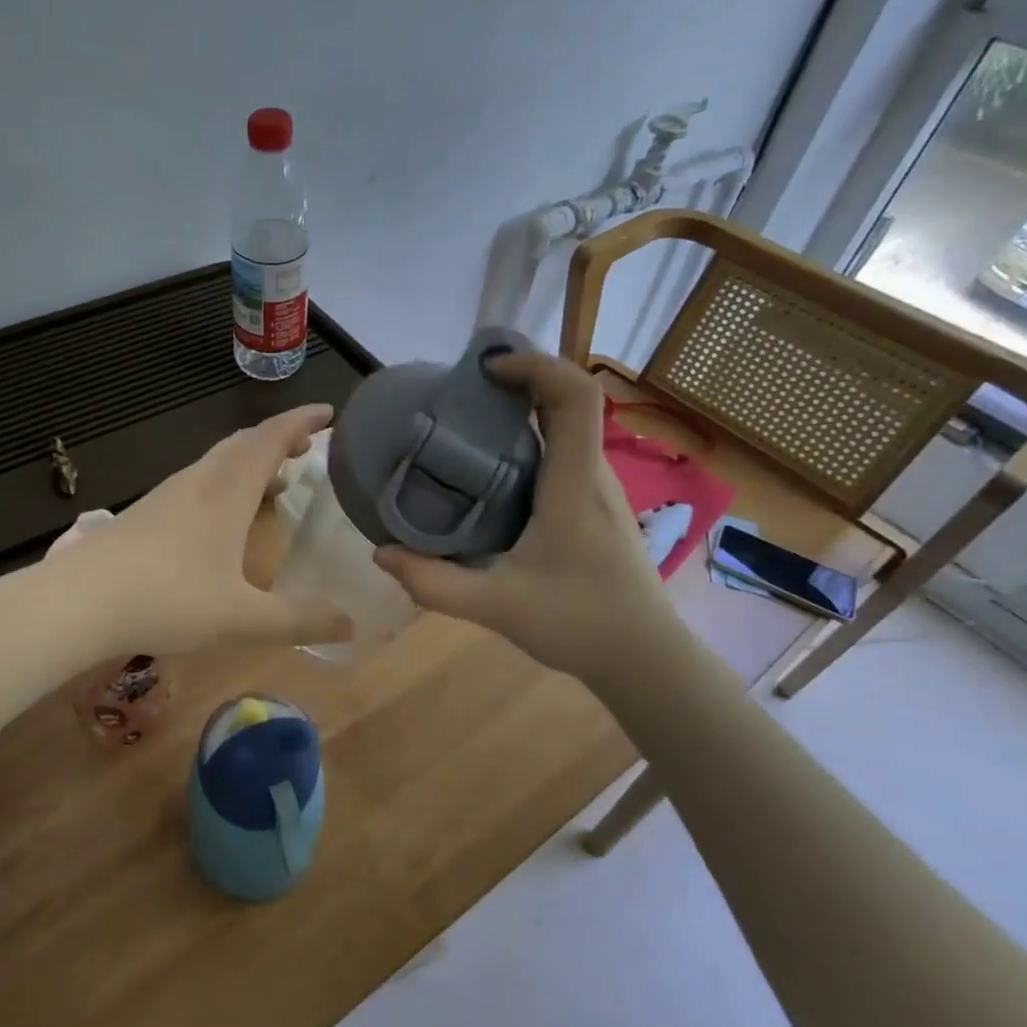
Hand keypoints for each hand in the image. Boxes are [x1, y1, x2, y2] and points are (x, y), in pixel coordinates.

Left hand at [53, 405, 352, 656]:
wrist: (78, 601)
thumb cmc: (167, 601)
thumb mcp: (241, 619)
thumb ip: (298, 622)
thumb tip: (352, 625)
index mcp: (226, 492)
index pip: (271, 439)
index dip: (302, 422)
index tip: (330, 414)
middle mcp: (199, 482)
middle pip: (244, 443)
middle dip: (279, 439)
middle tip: (309, 449)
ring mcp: (168, 495)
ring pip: (218, 462)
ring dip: (251, 461)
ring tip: (275, 480)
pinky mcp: (146, 513)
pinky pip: (199, 482)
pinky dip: (226, 483)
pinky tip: (223, 518)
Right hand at [373, 353, 678, 685]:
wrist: (646, 660)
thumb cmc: (579, 624)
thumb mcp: (496, 606)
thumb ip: (433, 582)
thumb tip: (380, 553)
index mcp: (574, 484)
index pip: (575, 397)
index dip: (536, 366)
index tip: (487, 369)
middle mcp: (593, 475)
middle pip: (568, 403)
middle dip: (518, 384)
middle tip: (460, 396)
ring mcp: (600, 490)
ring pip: (566, 429)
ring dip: (523, 414)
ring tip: (467, 430)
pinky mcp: (598, 507)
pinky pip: (564, 455)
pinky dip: (529, 444)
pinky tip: (491, 477)